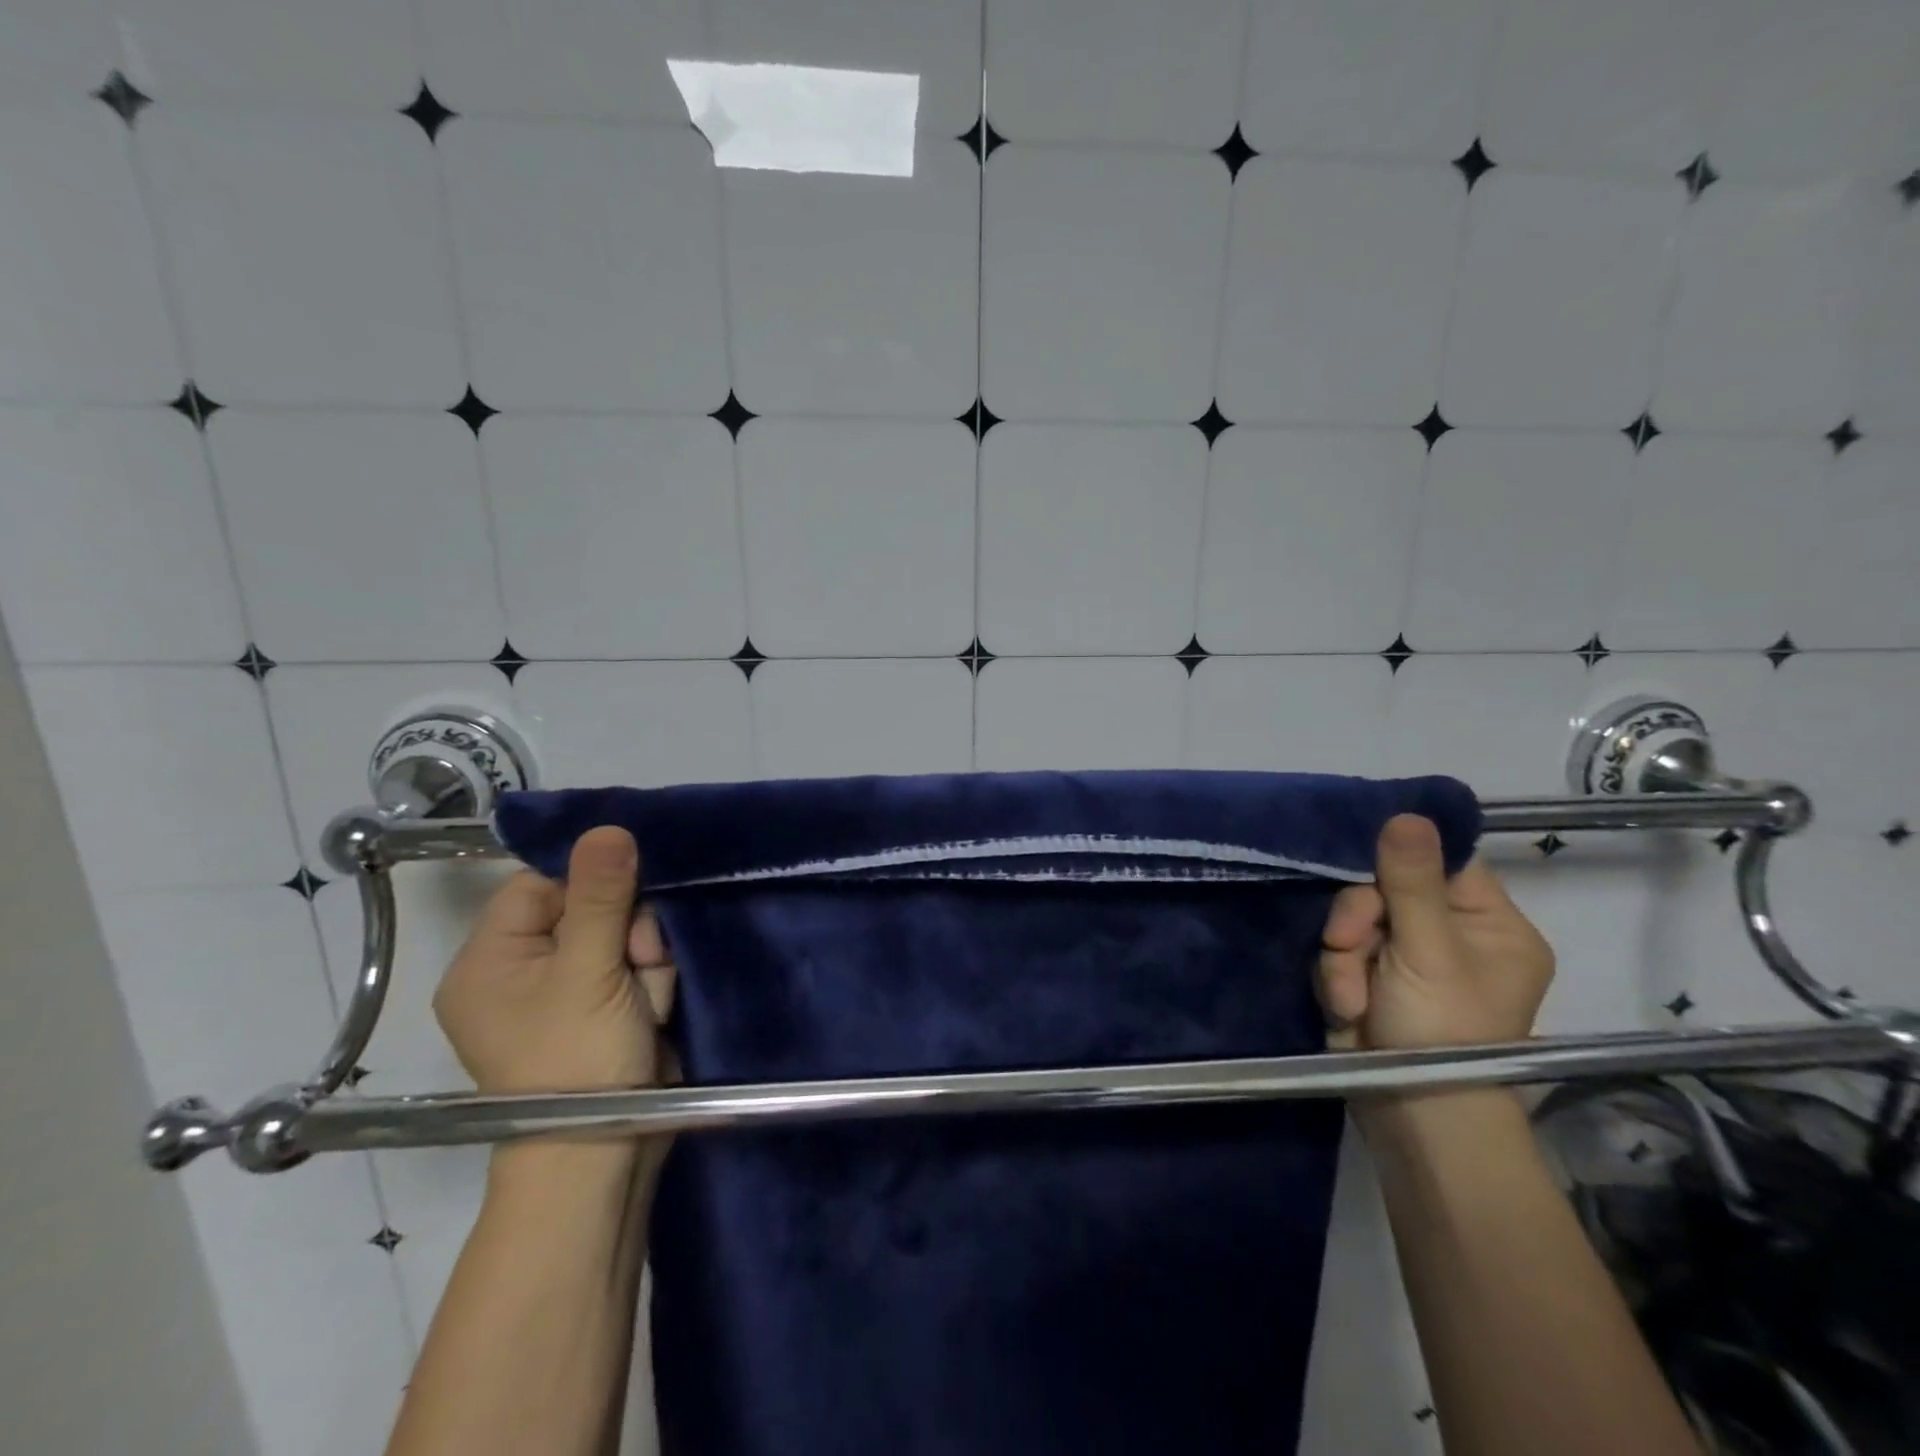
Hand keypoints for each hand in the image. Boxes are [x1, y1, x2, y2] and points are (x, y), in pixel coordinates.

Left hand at [434, 824, 675, 1101]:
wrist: (605, 1158)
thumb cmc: (576, 1061)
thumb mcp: (587, 970)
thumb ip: (600, 896)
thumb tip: (608, 827)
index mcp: (492, 959)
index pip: (542, 883)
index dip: (590, 881)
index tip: (629, 892)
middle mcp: (525, 970)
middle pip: (592, 907)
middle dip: (627, 931)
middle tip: (636, 962)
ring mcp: (570, 990)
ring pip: (626, 935)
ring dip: (646, 960)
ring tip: (645, 999)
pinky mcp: (607, 1007)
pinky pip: (638, 966)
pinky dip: (653, 983)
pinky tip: (652, 1010)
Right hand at [1317, 814, 1553, 1052]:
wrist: (1412, 1117)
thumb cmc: (1443, 1030)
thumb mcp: (1429, 950)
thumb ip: (1411, 881)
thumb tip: (1407, 812)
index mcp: (1490, 925)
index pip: (1443, 862)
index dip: (1401, 858)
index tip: (1367, 866)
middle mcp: (1450, 936)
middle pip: (1385, 887)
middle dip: (1358, 918)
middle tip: (1351, 945)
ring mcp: (1405, 958)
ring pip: (1353, 918)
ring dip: (1342, 952)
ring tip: (1350, 994)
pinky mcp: (1368, 977)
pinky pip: (1338, 949)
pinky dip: (1335, 974)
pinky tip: (1345, 1003)